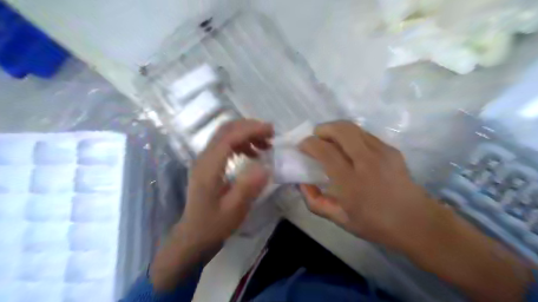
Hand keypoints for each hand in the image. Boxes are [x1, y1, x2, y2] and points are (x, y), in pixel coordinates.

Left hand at [179, 120, 273, 250]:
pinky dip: (241, 143)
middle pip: (226, 130)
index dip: (251, 129)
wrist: (194, 236)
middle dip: (250, 127)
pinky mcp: (208, 164)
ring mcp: (205, 160)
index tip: (271, 131)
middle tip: (271, 135)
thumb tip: (267, 166)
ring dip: (246, 134)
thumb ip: (249, 187)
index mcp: (209, 167)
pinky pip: (225, 145)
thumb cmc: (214, 225)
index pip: (229, 137)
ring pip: (225, 135)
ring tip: (265, 145)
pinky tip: (253, 154)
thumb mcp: (234, 210)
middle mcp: (204, 158)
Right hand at [298, 121, 440, 249]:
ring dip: (337, 129)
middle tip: (316, 137)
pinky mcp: (391, 150)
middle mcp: (367, 162)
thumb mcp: (339, 219)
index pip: (325, 151)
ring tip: (330, 139)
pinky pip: (365, 134)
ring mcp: (382, 153)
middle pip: (341, 130)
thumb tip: (302, 183)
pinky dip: (351, 136)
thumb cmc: (374, 224)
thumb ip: (315, 202)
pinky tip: (350, 148)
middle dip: (323, 128)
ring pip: (354, 128)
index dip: (309, 144)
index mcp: (351, 182)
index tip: (302, 146)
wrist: (415, 222)